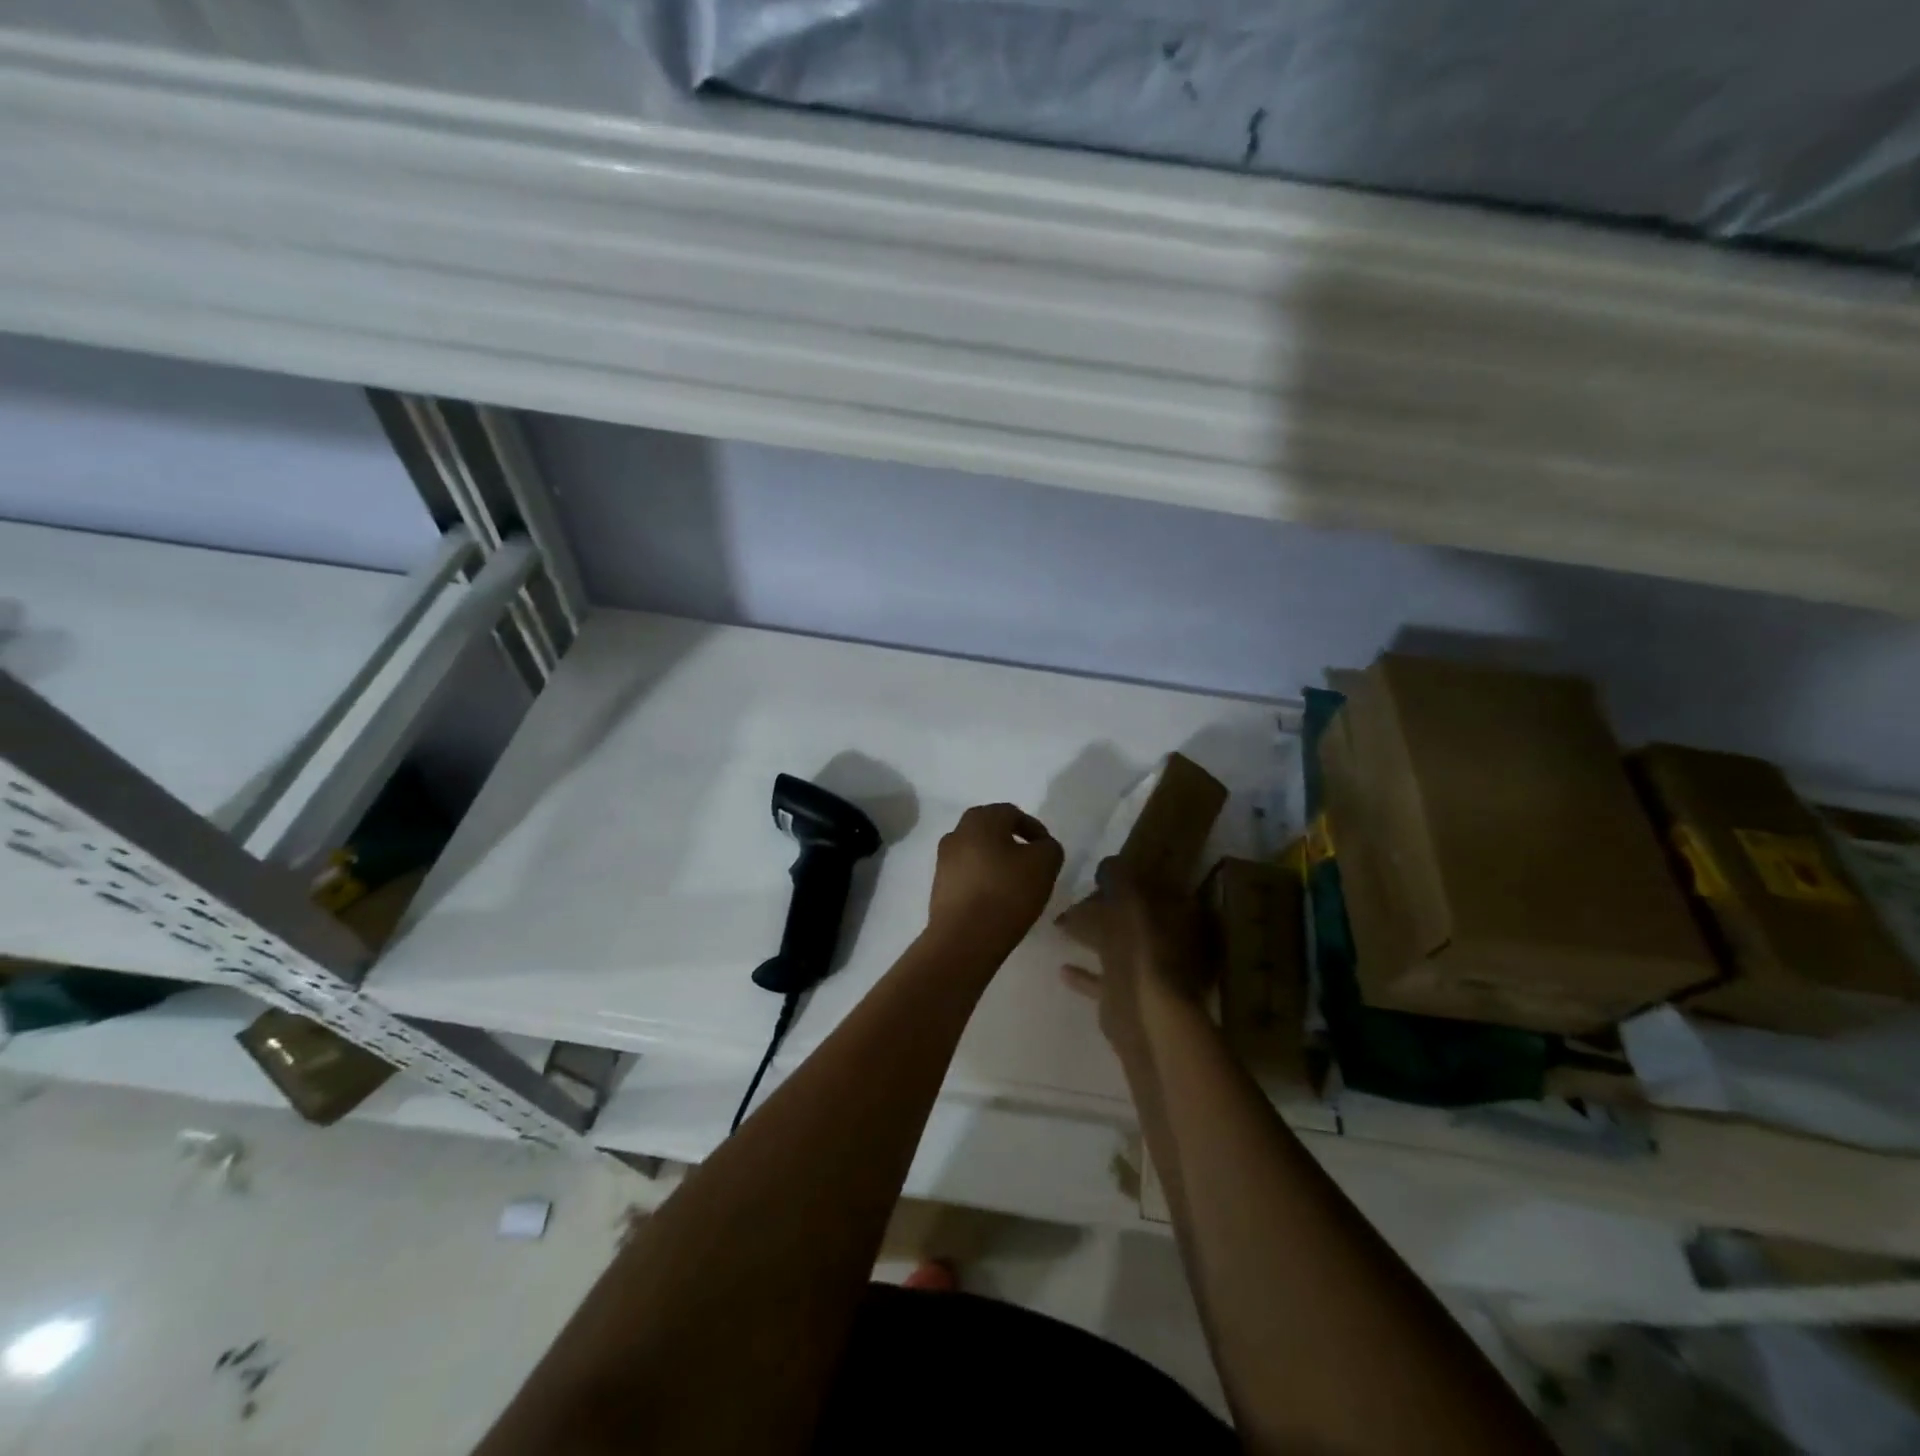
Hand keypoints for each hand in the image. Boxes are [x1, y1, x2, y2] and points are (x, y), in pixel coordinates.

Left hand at [925, 803, 1064, 965]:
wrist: (964, 939)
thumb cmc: (1006, 893)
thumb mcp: (1045, 864)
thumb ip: (1049, 847)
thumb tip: (1040, 847)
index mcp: (980, 820)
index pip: (1012, 813)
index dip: (1034, 829)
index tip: (1047, 851)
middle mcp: (956, 833)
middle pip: (990, 829)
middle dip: (1012, 842)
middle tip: (1031, 863)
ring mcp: (943, 860)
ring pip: (977, 852)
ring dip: (996, 861)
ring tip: (1014, 884)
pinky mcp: (938, 886)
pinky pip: (966, 874)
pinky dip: (982, 880)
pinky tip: (995, 899)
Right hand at [1057, 858, 1208, 1055]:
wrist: (1144, 1013)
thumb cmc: (1142, 947)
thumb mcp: (1128, 898)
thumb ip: (1118, 877)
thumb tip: (1108, 863)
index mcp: (1178, 915)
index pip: (1154, 887)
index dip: (1129, 878)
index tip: (1102, 874)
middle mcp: (1170, 944)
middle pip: (1135, 919)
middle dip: (1108, 908)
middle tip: (1077, 898)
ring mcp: (1150, 974)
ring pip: (1118, 947)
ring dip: (1093, 937)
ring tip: (1063, 926)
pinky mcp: (1129, 999)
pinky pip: (1104, 980)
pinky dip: (1085, 974)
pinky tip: (1063, 968)